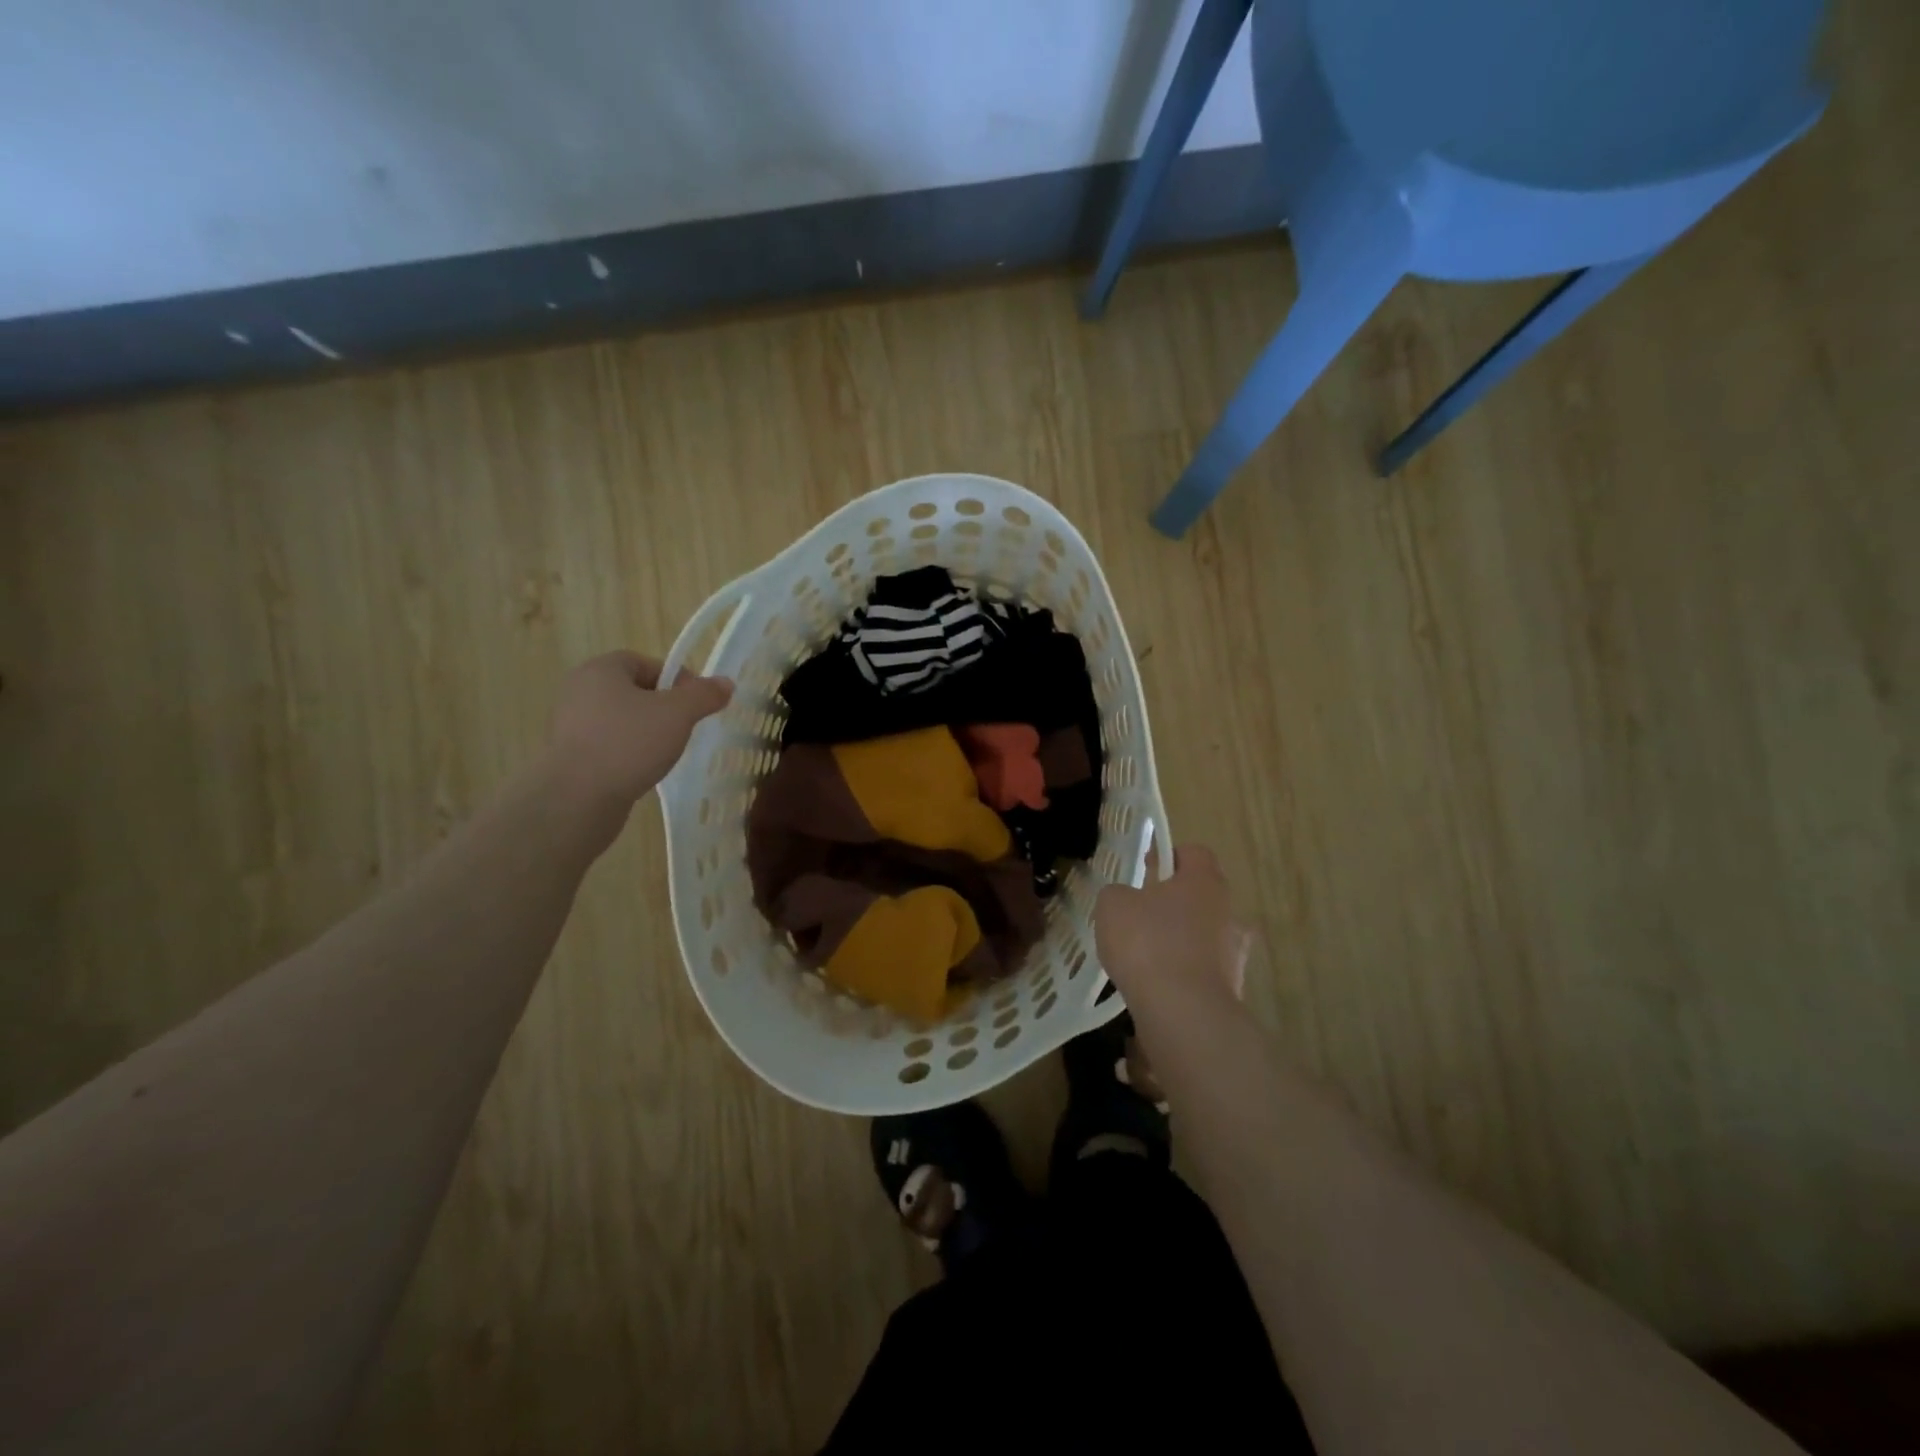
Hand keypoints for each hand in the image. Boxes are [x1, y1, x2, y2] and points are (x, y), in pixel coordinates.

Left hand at [547, 651, 732, 806]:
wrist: (577, 798)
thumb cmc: (629, 744)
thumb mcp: (678, 714)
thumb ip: (703, 695)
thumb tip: (725, 683)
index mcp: (601, 670)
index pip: (645, 662)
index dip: (675, 679)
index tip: (696, 703)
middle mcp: (579, 690)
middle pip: (633, 691)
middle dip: (662, 707)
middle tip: (684, 727)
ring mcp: (568, 724)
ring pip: (620, 719)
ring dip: (645, 731)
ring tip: (665, 752)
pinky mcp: (568, 755)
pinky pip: (607, 744)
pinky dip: (627, 752)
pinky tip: (641, 770)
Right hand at [1094, 842, 1250, 1004]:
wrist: (1183, 1013)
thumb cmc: (1148, 944)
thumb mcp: (1113, 905)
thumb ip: (1118, 893)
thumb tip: (1126, 899)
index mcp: (1205, 881)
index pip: (1194, 853)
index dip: (1169, 855)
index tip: (1145, 870)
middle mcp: (1229, 911)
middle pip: (1202, 895)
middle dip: (1174, 902)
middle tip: (1141, 914)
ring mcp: (1235, 953)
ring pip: (1204, 934)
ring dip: (1180, 940)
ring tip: (1145, 956)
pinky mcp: (1232, 989)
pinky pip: (1202, 970)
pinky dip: (1182, 974)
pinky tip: (1155, 986)